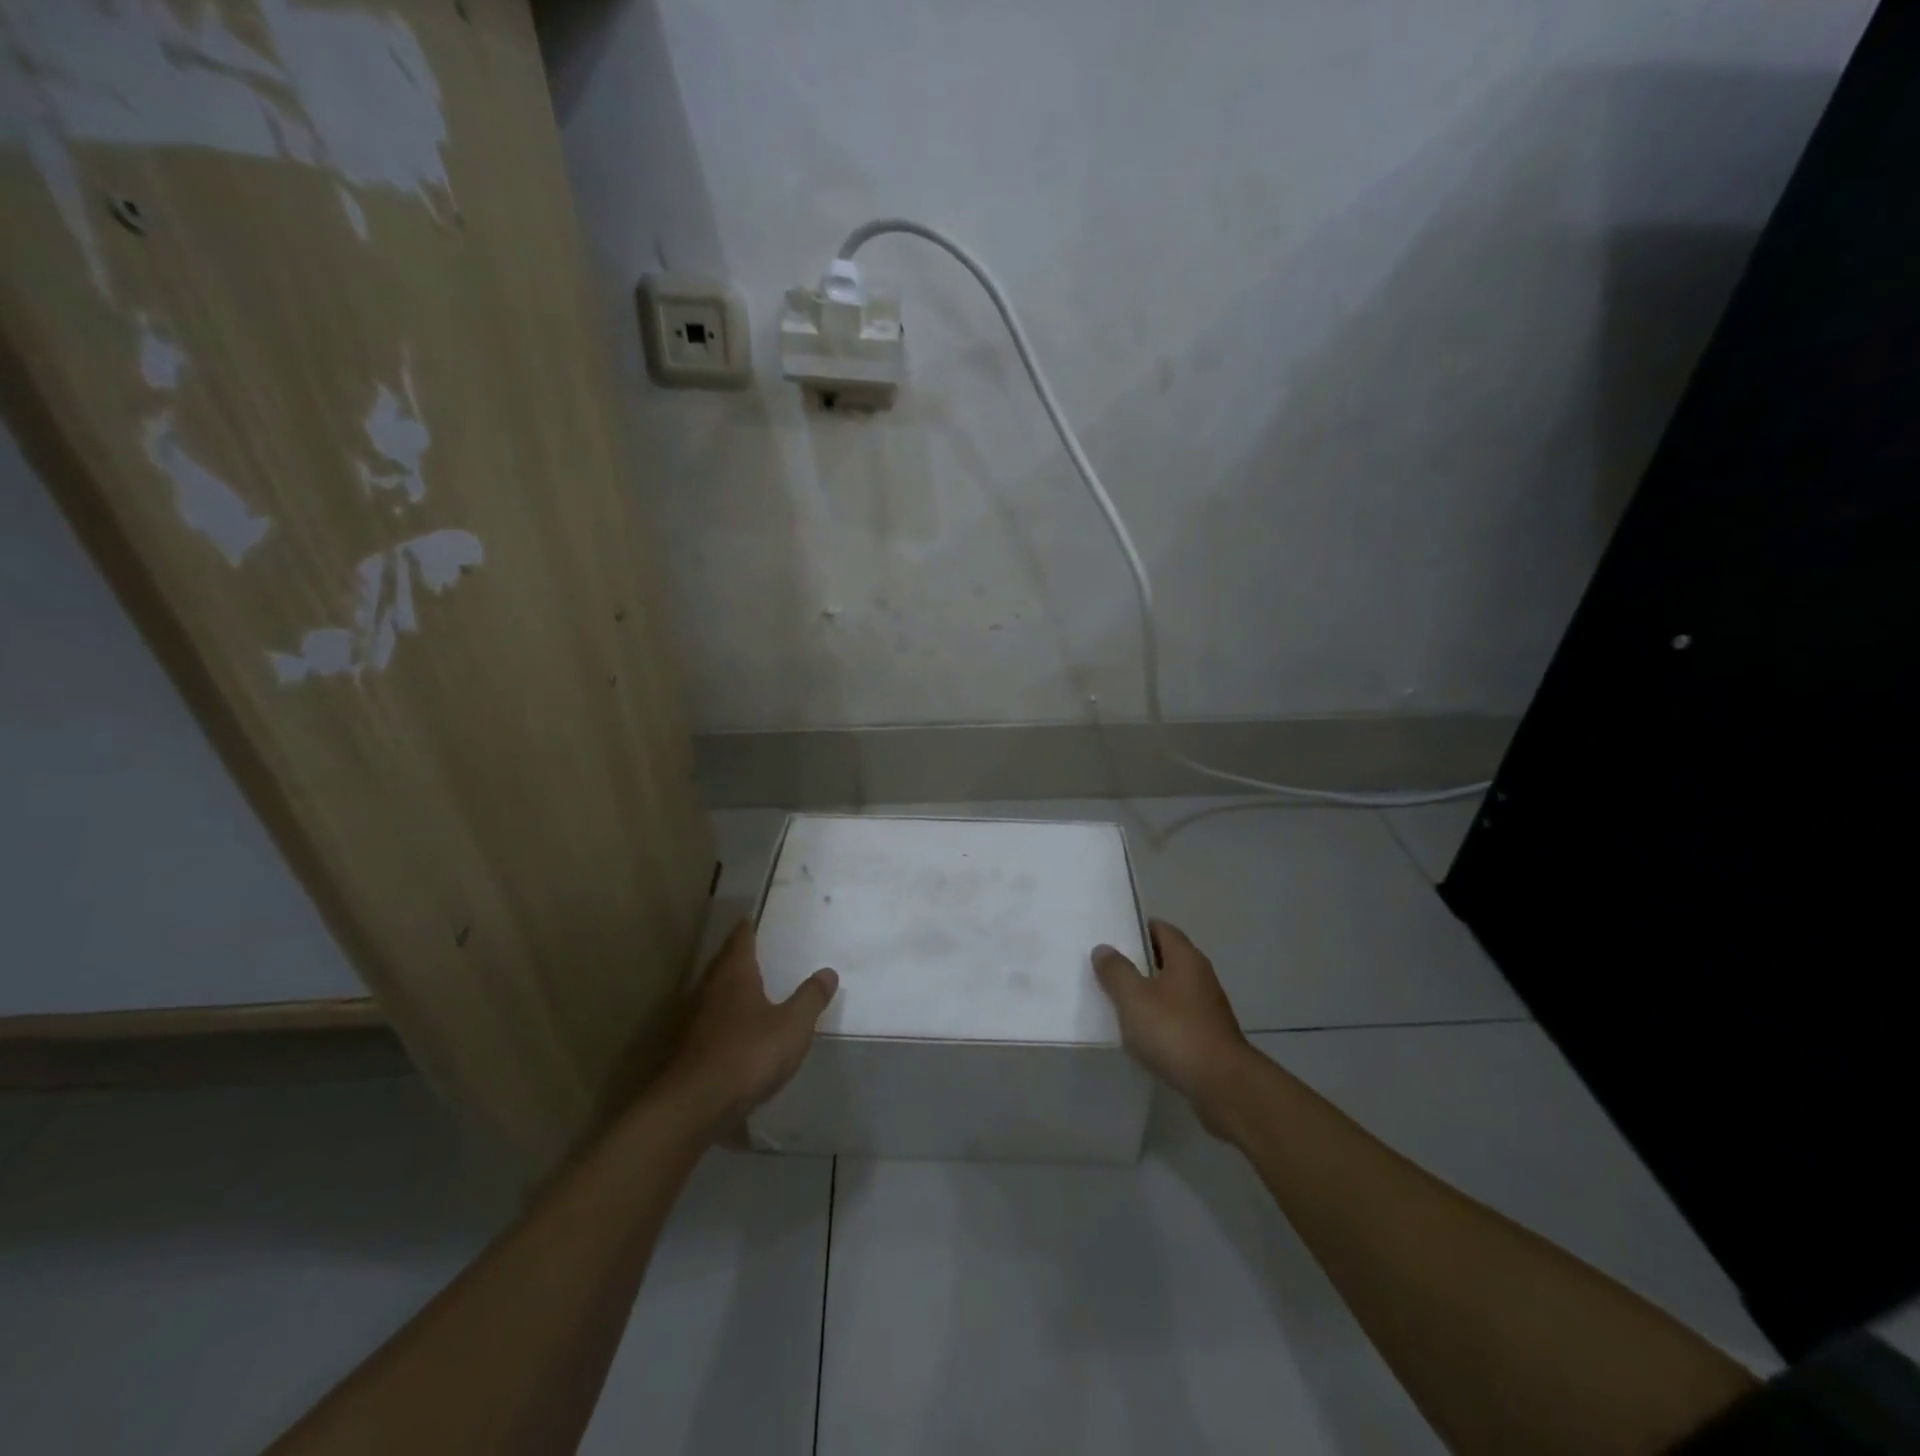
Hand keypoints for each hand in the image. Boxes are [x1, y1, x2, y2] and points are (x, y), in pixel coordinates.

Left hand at [655, 921, 837, 1135]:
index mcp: (735, 974)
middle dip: (738, 955)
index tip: (752, 917)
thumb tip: (828, 971)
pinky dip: (723, 1015)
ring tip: (749, 985)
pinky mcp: (688, 1048)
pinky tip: (735, 1027)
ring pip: (714, 991)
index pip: (740, 939)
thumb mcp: (792, 1026)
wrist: (695, 1105)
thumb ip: (810, 998)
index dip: (747, 927)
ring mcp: (694, 1019)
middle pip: (723, 963)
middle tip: (756, 948)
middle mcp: (710, 989)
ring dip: (729, 986)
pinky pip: (709, 1019)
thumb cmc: (749, 1054)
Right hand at [1093, 919, 1258, 1138]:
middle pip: (1166, 959)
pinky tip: (1140, 1035)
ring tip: (1118, 1002)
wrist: (1222, 1085)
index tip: (1112, 936)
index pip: (1161, 929)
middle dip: (1138, 963)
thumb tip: (1104, 948)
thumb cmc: (1174, 1031)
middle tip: (1107, 968)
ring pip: (1171, 990)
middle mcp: (1200, 977)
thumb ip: (1116, 970)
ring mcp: (1207, 1008)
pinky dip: (1159, 1021)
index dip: (1137, 929)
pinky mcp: (1208, 1037)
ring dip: (1148, 994)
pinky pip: (1177, 1018)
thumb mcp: (1133, 997)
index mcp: (1186, 958)